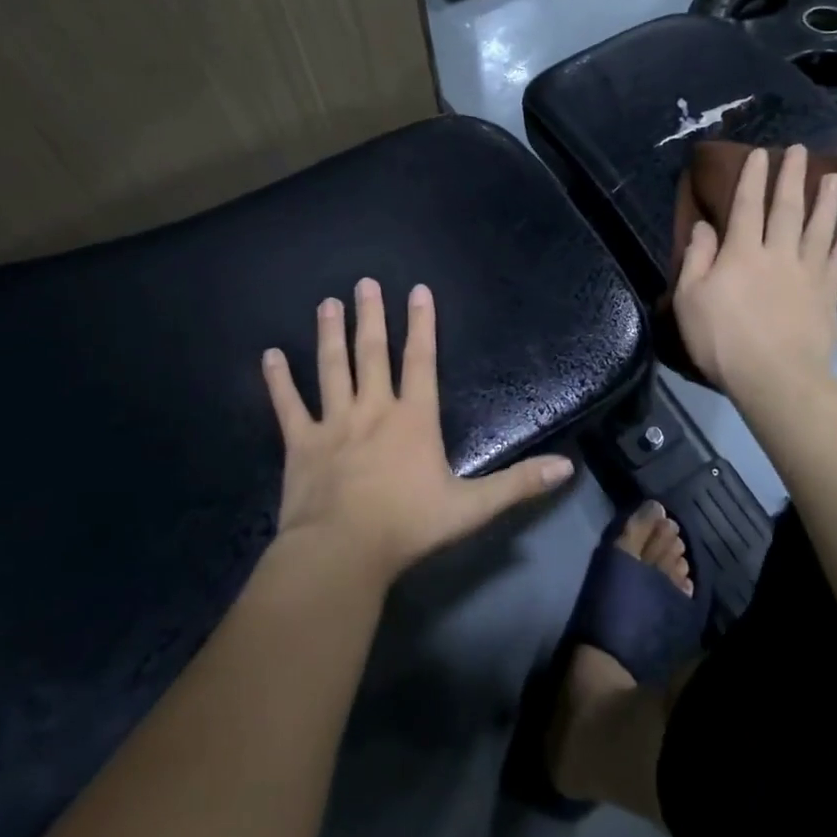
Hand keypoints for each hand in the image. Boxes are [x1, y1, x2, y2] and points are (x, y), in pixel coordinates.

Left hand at [262, 280, 574, 584]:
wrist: (341, 554)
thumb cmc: (408, 527)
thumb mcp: (472, 507)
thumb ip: (519, 484)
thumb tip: (567, 468)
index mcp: (413, 419)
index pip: (421, 361)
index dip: (422, 324)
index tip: (418, 290)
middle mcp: (373, 409)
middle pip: (372, 353)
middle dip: (371, 316)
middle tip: (364, 283)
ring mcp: (334, 423)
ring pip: (332, 368)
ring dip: (330, 334)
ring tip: (327, 303)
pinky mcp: (301, 444)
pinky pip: (288, 406)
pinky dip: (279, 381)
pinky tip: (269, 356)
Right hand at [673, 145, 836, 397]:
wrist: (776, 378)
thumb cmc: (723, 340)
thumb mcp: (690, 299)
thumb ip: (697, 259)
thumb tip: (705, 226)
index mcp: (741, 253)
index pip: (746, 206)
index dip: (751, 178)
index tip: (760, 153)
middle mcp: (777, 254)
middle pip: (786, 208)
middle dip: (792, 177)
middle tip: (801, 150)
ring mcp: (807, 274)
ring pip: (818, 229)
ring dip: (827, 202)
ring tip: (835, 177)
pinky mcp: (827, 297)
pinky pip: (836, 265)